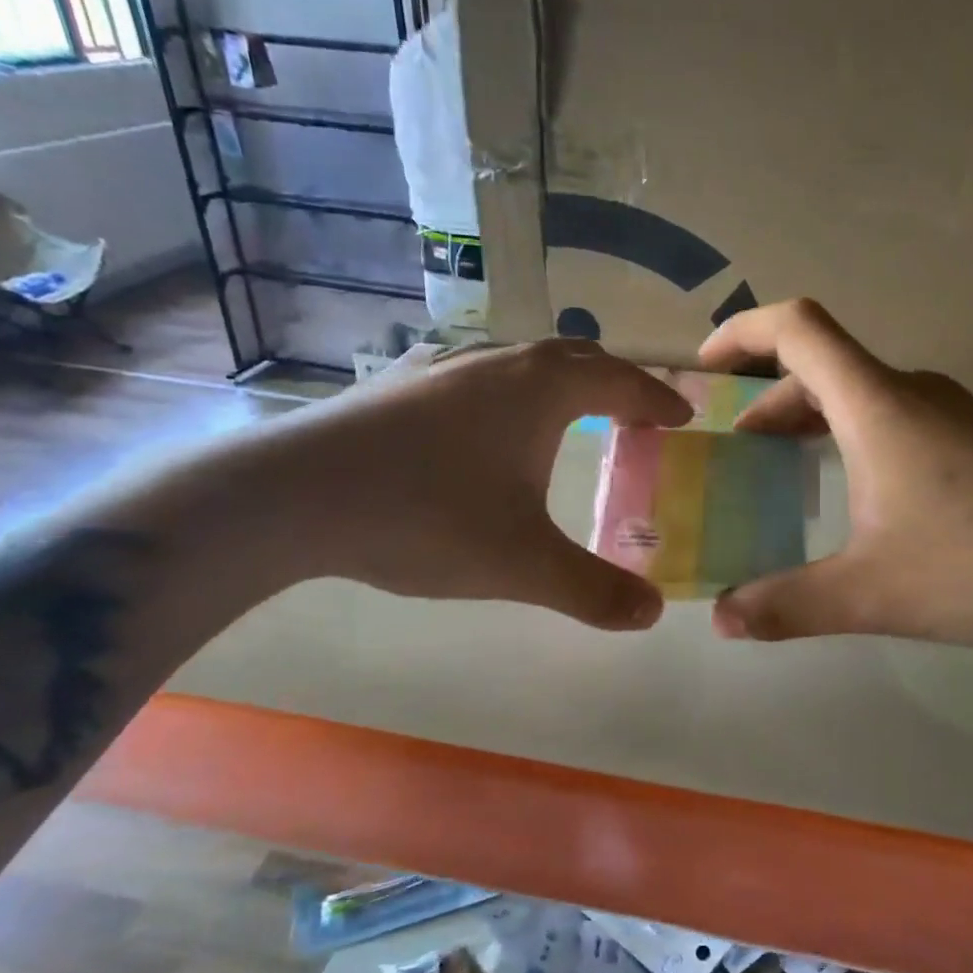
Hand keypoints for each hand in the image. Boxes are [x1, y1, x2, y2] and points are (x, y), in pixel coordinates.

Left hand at [260, 339, 690, 629]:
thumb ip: (593, 590)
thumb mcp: (522, 564)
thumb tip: (651, 614)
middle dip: (614, 385)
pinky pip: (479, 379)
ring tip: (570, 422)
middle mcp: (498, 364)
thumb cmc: (424, 516)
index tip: (682, 416)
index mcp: (542, 389)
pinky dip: (509, 396)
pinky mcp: (400, 387)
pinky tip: (487, 431)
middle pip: (575, 358)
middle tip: (635, 419)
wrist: (291, 496)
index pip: (620, 382)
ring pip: (522, 364)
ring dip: (560, 386)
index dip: (657, 400)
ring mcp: (443, 369)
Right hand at [698, 300, 972, 644]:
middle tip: (737, 445)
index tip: (706, 367)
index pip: (798, 329)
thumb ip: (789, 605)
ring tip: (783, 465)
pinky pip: (895, 416)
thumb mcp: (871, 593)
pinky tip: (857, 492)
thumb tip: (723, 621)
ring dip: (811, 417)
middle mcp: (912, 393)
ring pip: (861, 394)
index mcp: (877, 406)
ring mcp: (952, 412)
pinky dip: (852, 434)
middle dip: (768, 396)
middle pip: (824, 365)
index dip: (742, 332)